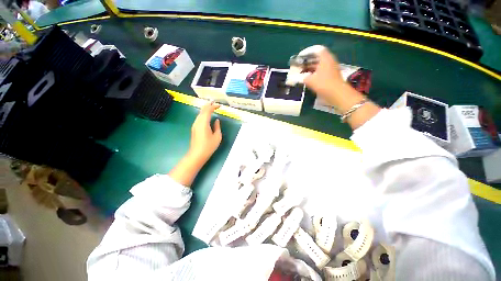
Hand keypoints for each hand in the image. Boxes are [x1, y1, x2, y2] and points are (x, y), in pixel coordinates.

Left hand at [188, 102, 221, 162]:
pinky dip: (203, 114)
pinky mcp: (194, 128)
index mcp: (203, 123)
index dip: (213, 107)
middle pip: (202, 110)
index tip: (219, 106)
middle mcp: (197, 122)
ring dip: (205, 109)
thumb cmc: (209, 146)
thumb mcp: (217, 137)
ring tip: (211, 107)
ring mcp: (195, 125)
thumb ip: (217, 127)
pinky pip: (199, 118)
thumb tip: (216, 120)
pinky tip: (206, 115)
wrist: (197, 154)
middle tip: (214, 102)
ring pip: (199, 114)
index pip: (208, 111)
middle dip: (208, 105)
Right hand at [304, 49, 380, 128]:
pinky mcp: (331, 76)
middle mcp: (329, 61)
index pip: (316, 50)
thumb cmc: (323, 84)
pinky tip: (307, 78)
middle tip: (299, 65)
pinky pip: (321, 71)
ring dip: (310, 68)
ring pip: (319, 65)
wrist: (337, 94)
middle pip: (317, 57)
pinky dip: (314, 73)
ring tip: (301, 72)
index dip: (307, 52)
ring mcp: (331, 69)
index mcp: (325, 58)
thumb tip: (296, 77)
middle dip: (307, 61)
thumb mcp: (309, 80)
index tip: (299, 57)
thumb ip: (302, 77)